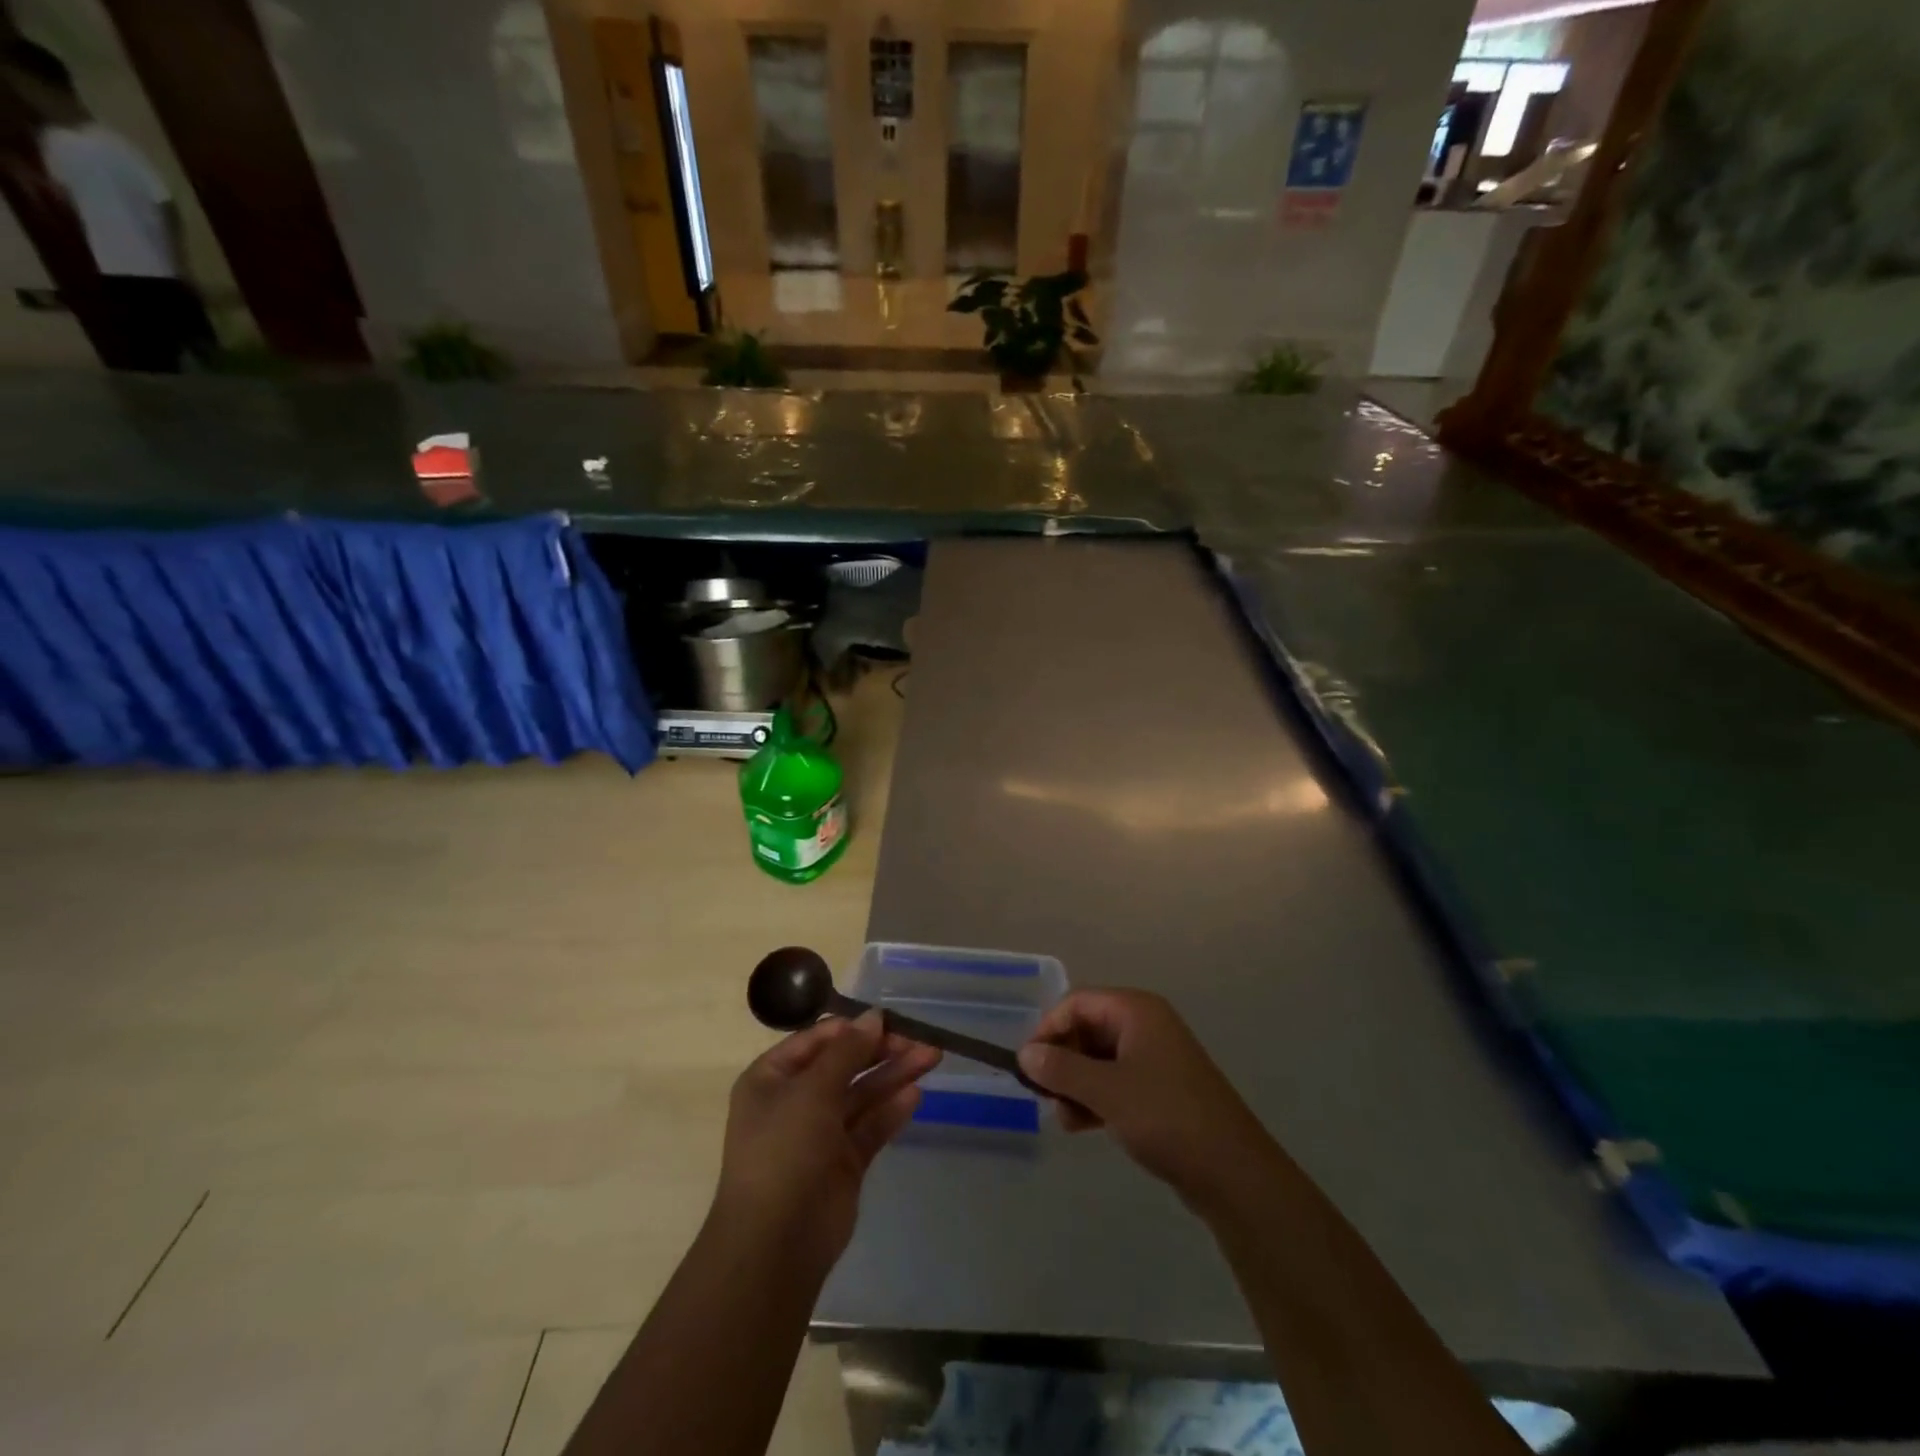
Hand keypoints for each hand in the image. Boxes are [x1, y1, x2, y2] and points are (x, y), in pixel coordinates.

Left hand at [713, 1012, 939, 1269]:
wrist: (775, 1245)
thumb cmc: (784, 1151)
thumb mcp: (812, 1091)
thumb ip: (847, 1051)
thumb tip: (874, 1016)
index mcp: (772, 1078)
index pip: (817, 1040)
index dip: (854, 1028)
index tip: (890, 1021)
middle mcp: (795, 1101)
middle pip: (844, 1065)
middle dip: (882, 1051)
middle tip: (922, 1040)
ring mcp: (820, 1133)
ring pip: (862, 1094)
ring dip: (894, 1075)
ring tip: (932, 1057)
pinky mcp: (844, 1162)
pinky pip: (870, 1126)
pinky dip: (891, 1109)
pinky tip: (916, 1093)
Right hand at [1018, 989, 1270, 1206]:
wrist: (1232, 1171)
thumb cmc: (1165, 1116)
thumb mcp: (1106, 1091)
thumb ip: (1061, 1068)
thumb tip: (1025, 1053)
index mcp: (1136, 1010)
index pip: (1078, 1003)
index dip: (1049, 1028)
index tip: (1028, 1063)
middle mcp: (1145, 1026)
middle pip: (1087, 1029)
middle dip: (1062, 1060)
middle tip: (1044, 1095)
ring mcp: (1155, 1058)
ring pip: (1099, 1059)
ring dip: (1075, 1084)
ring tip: (1063, 1118)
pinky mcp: (1160, 1090)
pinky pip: (1116, 1082)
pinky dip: (1095, 1098)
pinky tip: (1081, 1125)